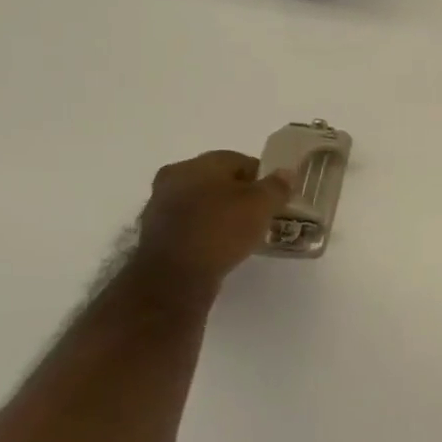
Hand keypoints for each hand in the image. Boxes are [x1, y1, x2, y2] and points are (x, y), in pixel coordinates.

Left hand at [135, 150, 291, 290]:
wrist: (173, 280)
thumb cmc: (219, 231)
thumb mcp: (260, 205)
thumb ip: (277, 186)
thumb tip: (286, 173)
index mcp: (195, 164)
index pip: (239, 160)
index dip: (263, 177)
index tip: (276, 197)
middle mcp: (172, 180)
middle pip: (219, 181)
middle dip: (241, 195)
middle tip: (262, 215)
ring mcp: (160, 209)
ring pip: (203, 204)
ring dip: (223, 214)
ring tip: (244, 234)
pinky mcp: (156, 237)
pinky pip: (192, 226)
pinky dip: (208, 232)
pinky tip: (222, 247)